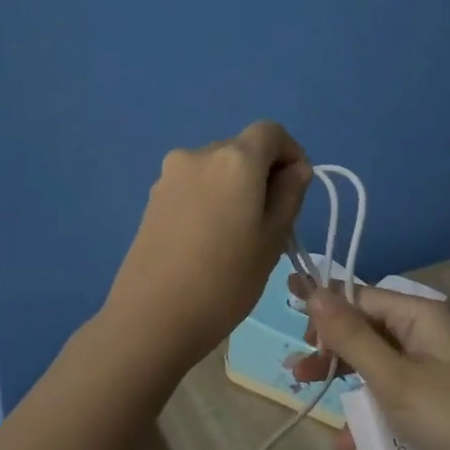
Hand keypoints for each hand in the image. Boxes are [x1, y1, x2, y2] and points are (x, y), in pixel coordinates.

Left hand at [102, 121, 312, 371]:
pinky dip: (210, 199)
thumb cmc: (225, 280)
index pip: (271, 131)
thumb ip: (290, 195)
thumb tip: (296, 170)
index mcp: (235, 159)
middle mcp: (199, 154)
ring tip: (237, 235)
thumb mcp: (273, 239)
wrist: (152, 317)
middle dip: (262, 173)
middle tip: (271, 220)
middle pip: (242, 149)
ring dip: (235, 188)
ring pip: (216, 169)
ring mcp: (170, 175)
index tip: (297, 189)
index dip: (291, 153)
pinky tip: (207, 240)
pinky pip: (193, 186)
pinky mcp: (153, 198)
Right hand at [288, 278, 449, 449]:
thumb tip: (314, 288)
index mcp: (419, 317)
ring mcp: (428, 375)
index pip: (362, 298)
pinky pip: (389, 402)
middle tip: (297, 369)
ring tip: (308, 396)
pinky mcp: (430, 409)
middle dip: (330, 349)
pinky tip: (346, 442)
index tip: (291, 322)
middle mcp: (423, 338)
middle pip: (365, 333)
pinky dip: (367, 417)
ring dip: (344, 385)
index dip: (325, 310)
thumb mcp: (394, 377)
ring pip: (373, 370)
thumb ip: (351, 336)